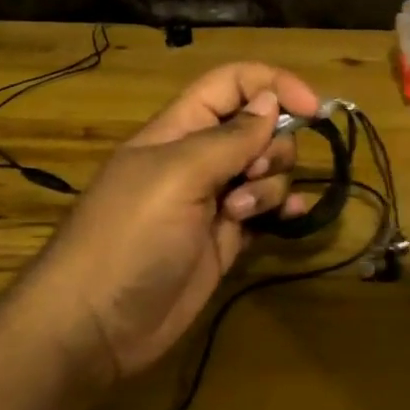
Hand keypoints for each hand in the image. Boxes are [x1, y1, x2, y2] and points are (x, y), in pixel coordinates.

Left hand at [33, 62, 321, 385]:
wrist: (97, 324)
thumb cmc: (131, 236)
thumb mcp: (178, 175)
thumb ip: (229, 138)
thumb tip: (270, 101)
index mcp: (180, 129)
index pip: (232, 84)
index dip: (273, 84)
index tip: (312, 108)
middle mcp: (200, 158)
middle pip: (258, 128)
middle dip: (272, 146)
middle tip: (249, 175)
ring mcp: (214, 200)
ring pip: (266, 170)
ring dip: (270, 185)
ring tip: (240, 215)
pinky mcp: (226, 239)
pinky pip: (267, 211)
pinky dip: (284, 209)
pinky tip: (292, 217)